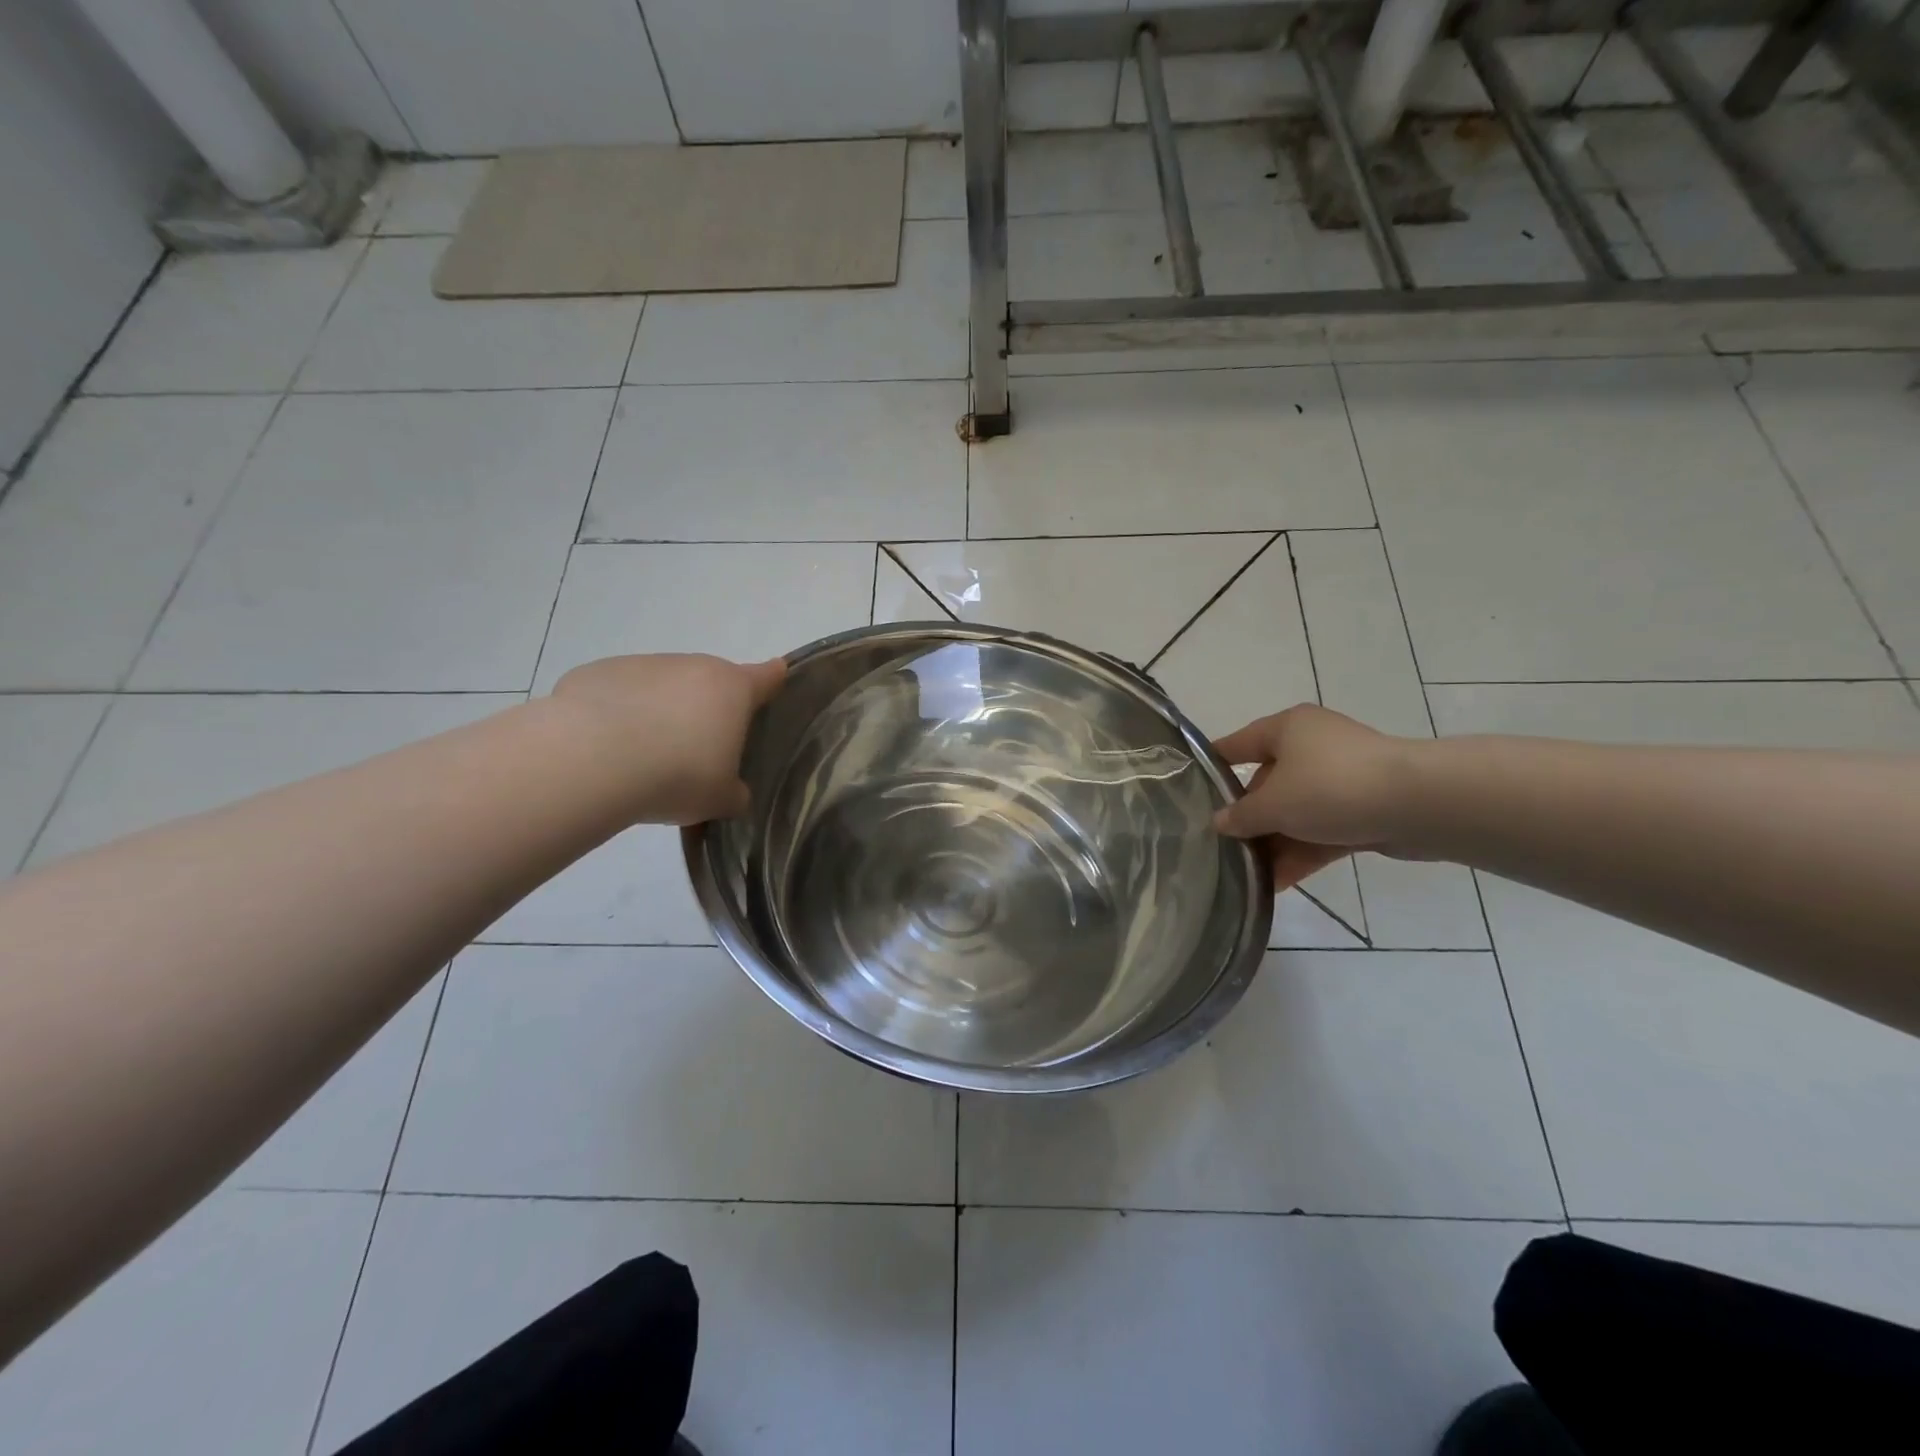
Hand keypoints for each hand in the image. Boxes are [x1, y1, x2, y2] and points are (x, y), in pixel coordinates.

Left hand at [551, 653, 786, 824]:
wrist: (590, 761)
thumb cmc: (676, 776)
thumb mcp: (720, 799)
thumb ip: (735, 792)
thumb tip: (733, 793)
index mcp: (732, 690)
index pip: (767, 676)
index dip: (774, 681)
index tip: (775, 683)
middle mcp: (692, 666)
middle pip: (711, 682)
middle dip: (708, 710)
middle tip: (696, 753)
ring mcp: (643, 665)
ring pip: (663, 686)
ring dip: (662, 712)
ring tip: (645, 756)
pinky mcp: (598, 672)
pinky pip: (620, 694)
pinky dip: (619, 714)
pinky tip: (606, 748)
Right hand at [1211, 704, 1416, 889]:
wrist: (1419, 804)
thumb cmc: (1330, 787)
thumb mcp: (1272, 804)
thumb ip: (1240, 816)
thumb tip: (1219, 822)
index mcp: (1287, 729)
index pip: (1237, 744)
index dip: (1212, 767)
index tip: (1188, 791)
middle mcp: (1312, 747)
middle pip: (1267, 783)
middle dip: (1248, 819)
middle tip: (1222, 847)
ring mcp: (1341, 778)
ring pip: (1296, 812)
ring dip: (1274, 843)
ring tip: (1247, 876)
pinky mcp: (1364, 808)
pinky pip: (1322, 830)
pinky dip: (1302, 852)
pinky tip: (1278, 882)